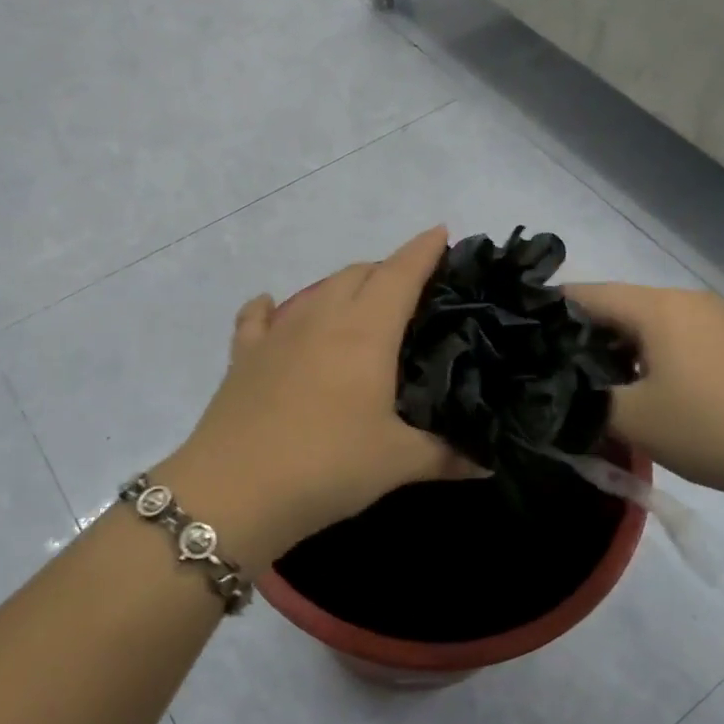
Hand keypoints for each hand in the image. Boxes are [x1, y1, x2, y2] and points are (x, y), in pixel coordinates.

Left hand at [165, 227, 475, 571]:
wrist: (235, 490)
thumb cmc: (328, 466)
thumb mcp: (396, 463)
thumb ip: (446, 457)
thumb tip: (488, 462)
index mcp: (365, 333)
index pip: (400, 274)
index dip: (423, 251)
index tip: (441, 233)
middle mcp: (321, 319)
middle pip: (357, 274)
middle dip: (386, 271)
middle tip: (409, 291)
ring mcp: (277, 334)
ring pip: (315, 290)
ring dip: (341, 287)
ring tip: (358, 305)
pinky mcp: (244, 356)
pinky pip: (257, 318)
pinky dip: (269, 308)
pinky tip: (271, 308)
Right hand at [565, 283, 723, 507]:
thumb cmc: (711, 429)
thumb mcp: (632, 419)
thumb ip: (584, 398)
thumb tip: (558, 388)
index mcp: (658, 306)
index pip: (586, 294)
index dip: (549, 312)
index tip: (522, 335)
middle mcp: (688, 300)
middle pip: (620, 306)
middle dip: (584, 334)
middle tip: (555, 368)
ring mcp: (720, 319)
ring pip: (651, 323)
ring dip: (621, 347)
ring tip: (598, 383)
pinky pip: (681, 337)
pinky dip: (655, 355)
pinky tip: (650, 389)